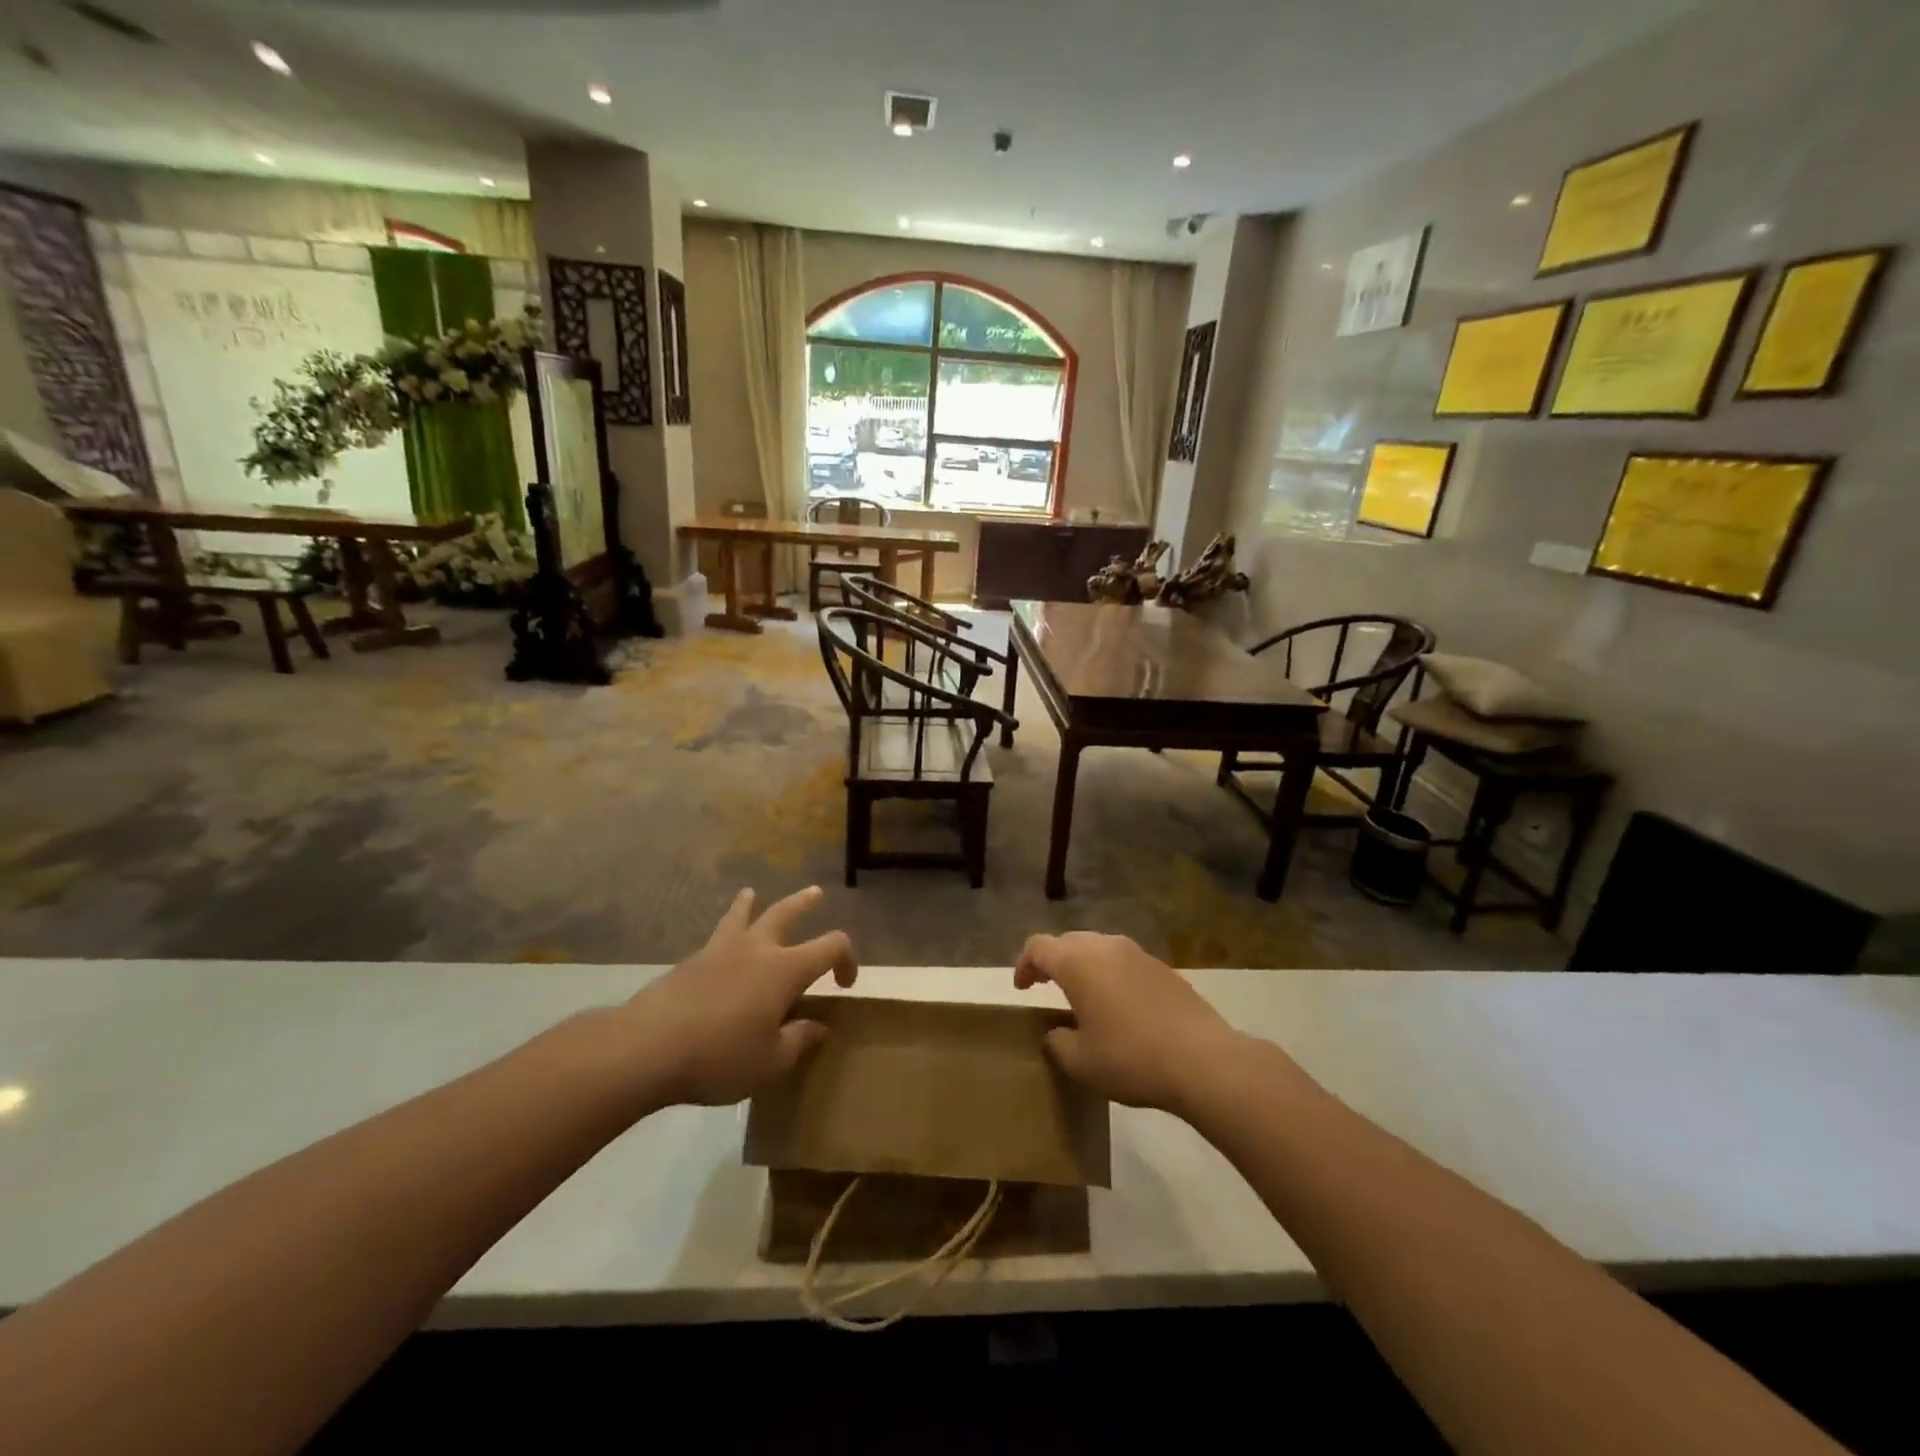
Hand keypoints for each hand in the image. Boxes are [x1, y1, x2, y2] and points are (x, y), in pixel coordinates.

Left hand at [628, 886, 856, 1105]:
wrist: (648, 1047)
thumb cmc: (720, 1056)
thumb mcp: (770, 1062)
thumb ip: (799, 1040)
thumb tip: (820, 1027)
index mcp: (785, 969)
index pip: (831, 946)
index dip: (847, 958)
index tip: (845, 982)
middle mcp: (757, 949)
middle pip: (786, 913)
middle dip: (804, 903)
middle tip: (816, 894)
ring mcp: (720, 950)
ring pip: (741, 914)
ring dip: (751, 902)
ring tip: (750, 893)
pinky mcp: (690, 961)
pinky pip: (715, 936)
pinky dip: (723, 930)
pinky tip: (718, 944)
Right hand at [1015, 932, 1242, 1113]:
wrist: (1202, 1060)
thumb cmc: (1130, 1057)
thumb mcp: (1080, 1061)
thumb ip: (1056, 1042)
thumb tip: (1056, 1033)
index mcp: (1077, 962)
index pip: (1038, 946)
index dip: (1024, 964)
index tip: (1022, 988)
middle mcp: (1105, 947)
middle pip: (1068, 941)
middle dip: (1053, 961)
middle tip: (1046, 988)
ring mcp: (1138, 953)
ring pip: (1099, 948)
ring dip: (1084, 966)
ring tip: (1084, 997)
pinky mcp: (1163, 968)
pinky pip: (1124, 962)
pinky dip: (1111, 975)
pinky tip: (1120, 1007)